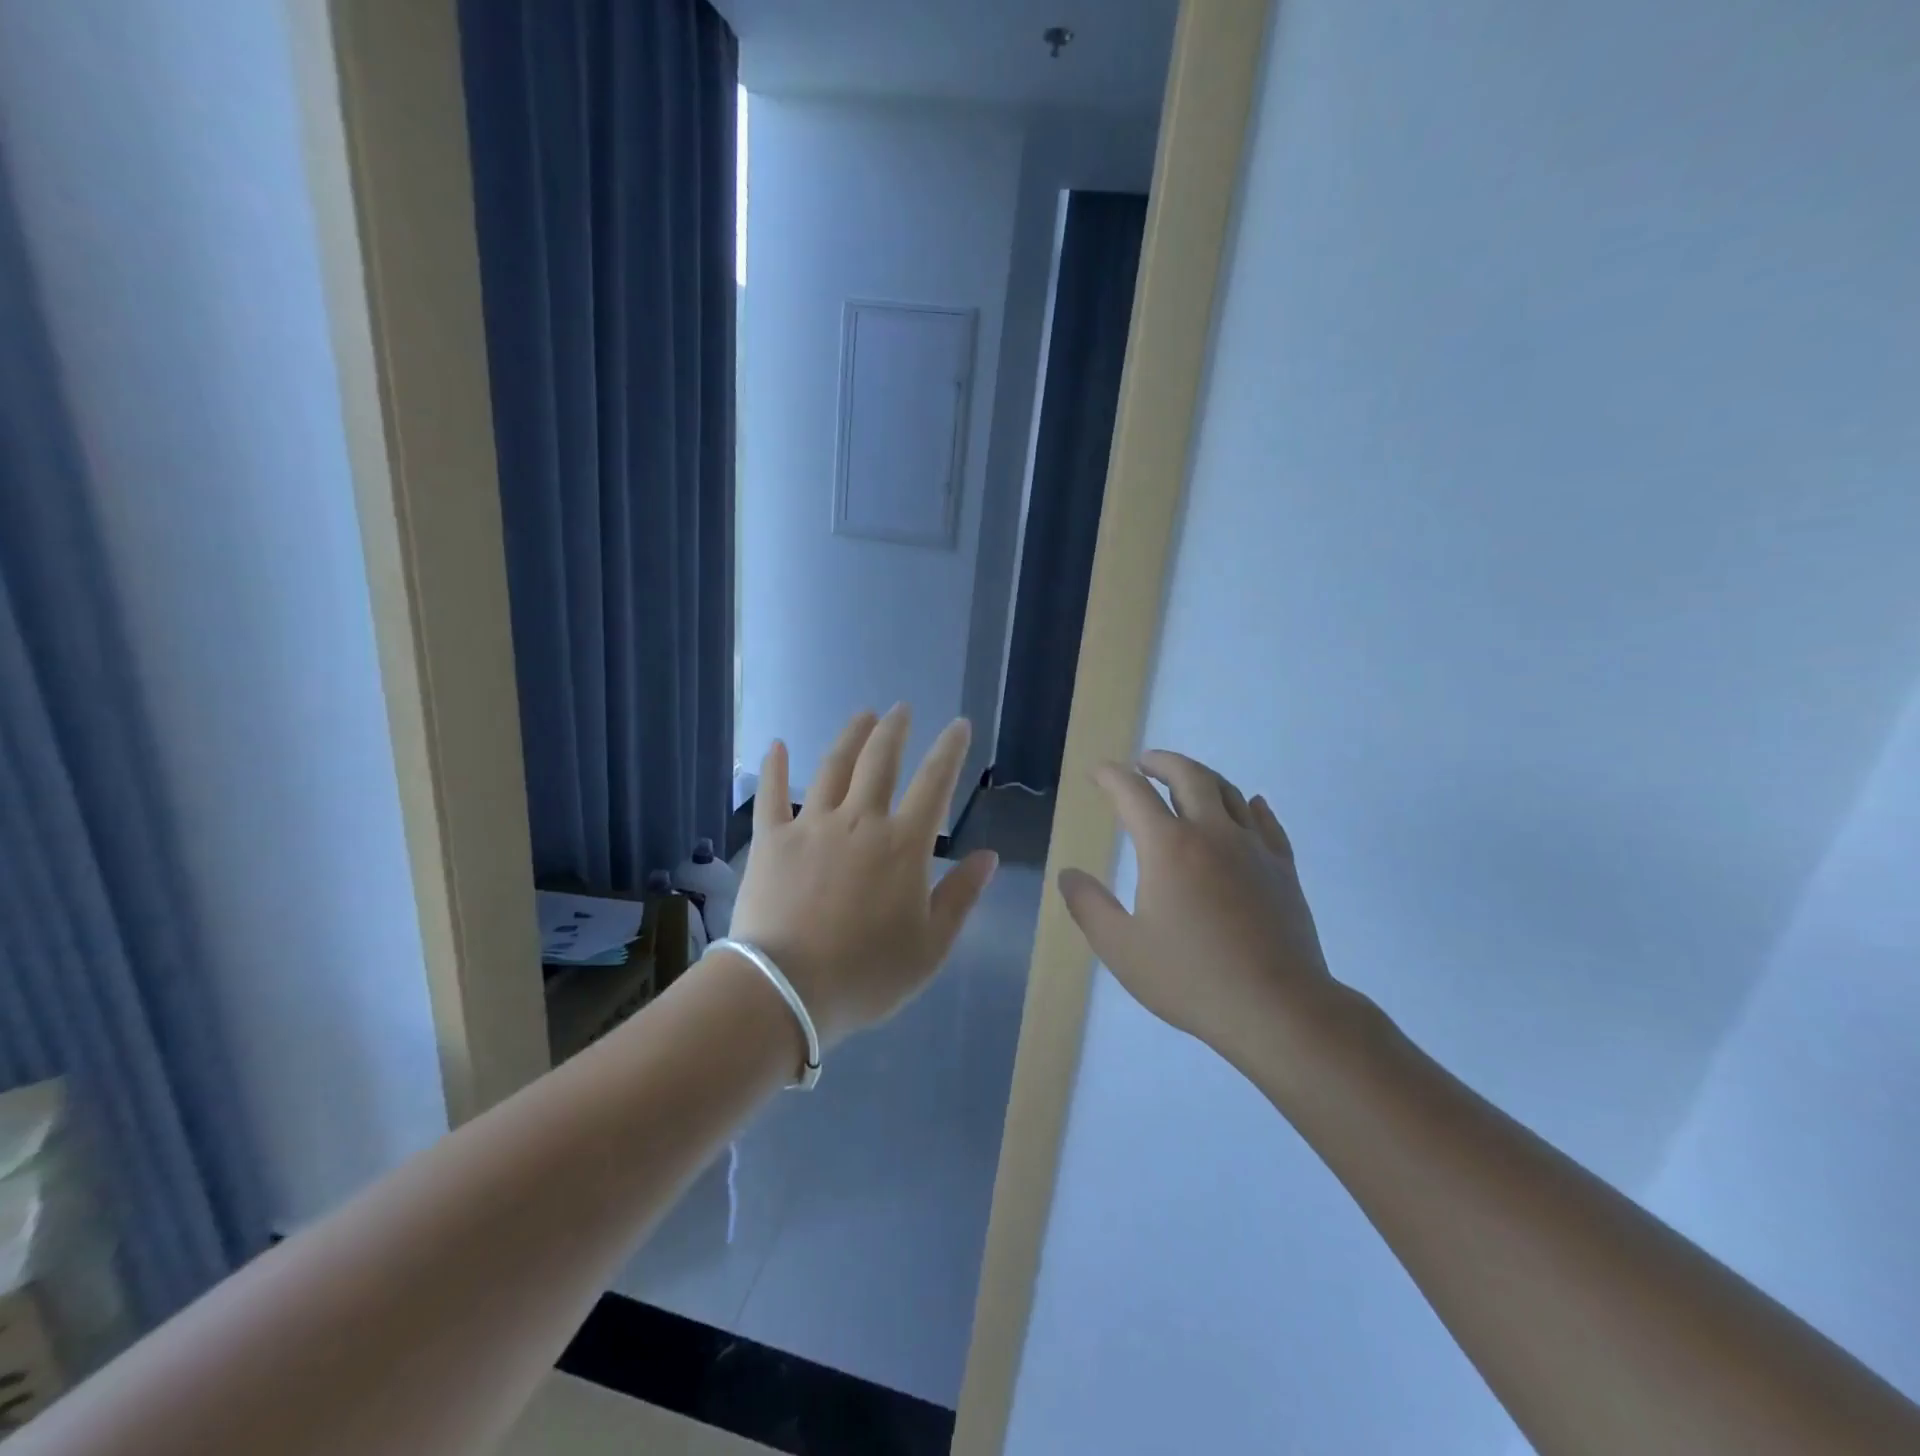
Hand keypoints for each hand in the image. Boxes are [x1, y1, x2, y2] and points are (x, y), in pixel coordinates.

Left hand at [726, 706, 998, 1048]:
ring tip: (862, 715)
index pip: (935, 783)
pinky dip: (776, 767)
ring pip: (833, 766)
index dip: (950, 750)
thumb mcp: (930, 946)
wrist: (785, 991)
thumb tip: (988, 856)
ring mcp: (811, 825)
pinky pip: (773, 794)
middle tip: (901, 709)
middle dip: (895, 730)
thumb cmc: (866, 973)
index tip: (959, 725)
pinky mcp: (771, 839)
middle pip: (880, 761)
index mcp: (903, 844)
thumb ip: (961, 896)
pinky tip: (778, 745)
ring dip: (850, 736)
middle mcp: (859, 821)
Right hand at [1058, 750, 1337, 1068]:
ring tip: (1187, 780)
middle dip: (1162, 762)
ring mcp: (1253, 848)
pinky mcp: (1283, 869)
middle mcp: (1212, 833)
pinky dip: (1251, 806)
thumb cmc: (1191, 978)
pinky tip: (1250, 805)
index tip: (1099, 772)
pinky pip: (1267, 822)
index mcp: (1168, 847)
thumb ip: (1089, 906)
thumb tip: (1069, 874)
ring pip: (1229, 792)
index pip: (1133, 794)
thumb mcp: (1121, 948)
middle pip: (1188, 776)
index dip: (1112, 777)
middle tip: (1144, 763)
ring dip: (1203, 777)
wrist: (1277, 1008)